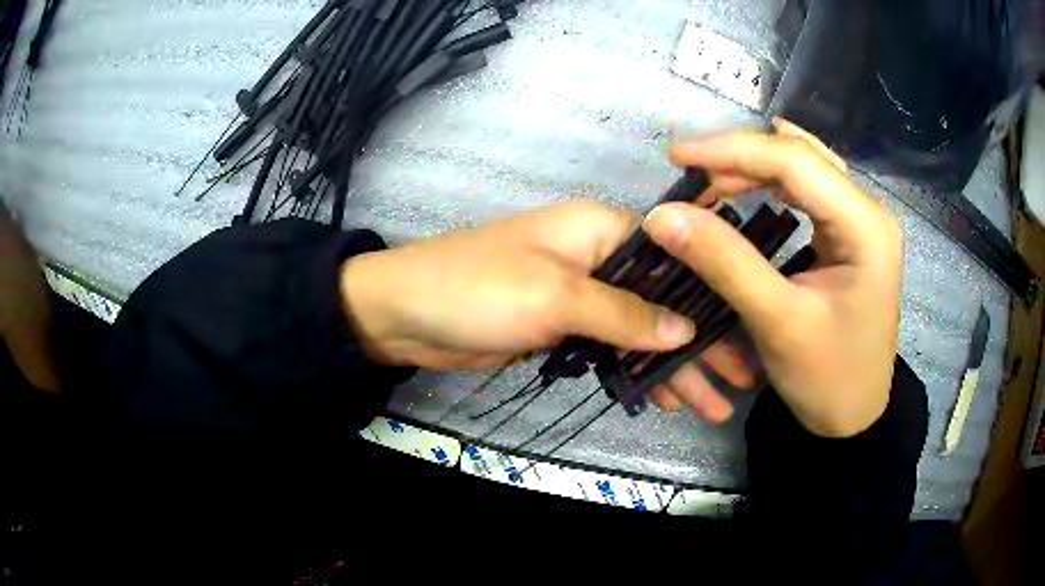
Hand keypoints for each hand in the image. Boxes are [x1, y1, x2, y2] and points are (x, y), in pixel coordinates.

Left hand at [342, 202, 759, 422]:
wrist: (403, 314)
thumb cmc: (478, 289)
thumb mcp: (555, 296)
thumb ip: (623, 313)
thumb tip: (683, 329)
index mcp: (601, 230)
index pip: (674, 257)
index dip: (711, 296)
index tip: (745, 333)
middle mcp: (597, 257)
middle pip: (663, 300)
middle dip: (702, 342)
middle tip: (739, 381)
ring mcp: (579, 296)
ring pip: (640, 330)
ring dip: (674, 366)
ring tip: (711, 405)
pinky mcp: (560, 327)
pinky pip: (612, 348)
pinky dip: (637, 372)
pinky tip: (665, 397)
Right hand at [643, 119, 902, 436]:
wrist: (854, 416)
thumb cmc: (828, 379)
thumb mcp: (777, 323)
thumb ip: (725, 263)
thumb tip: (663, 216)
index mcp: (866, 228)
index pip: (795, 162)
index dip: (732, 151)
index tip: (676, 156)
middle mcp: (869, 212)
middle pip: (800, 158)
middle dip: (740, 158)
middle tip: (687, 173)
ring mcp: (863, 221)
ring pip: (804, 168)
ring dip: (754, 168)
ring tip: (709, 180)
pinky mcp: (851, 235)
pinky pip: (810, 189)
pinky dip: (772, 181)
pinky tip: (752, 176)